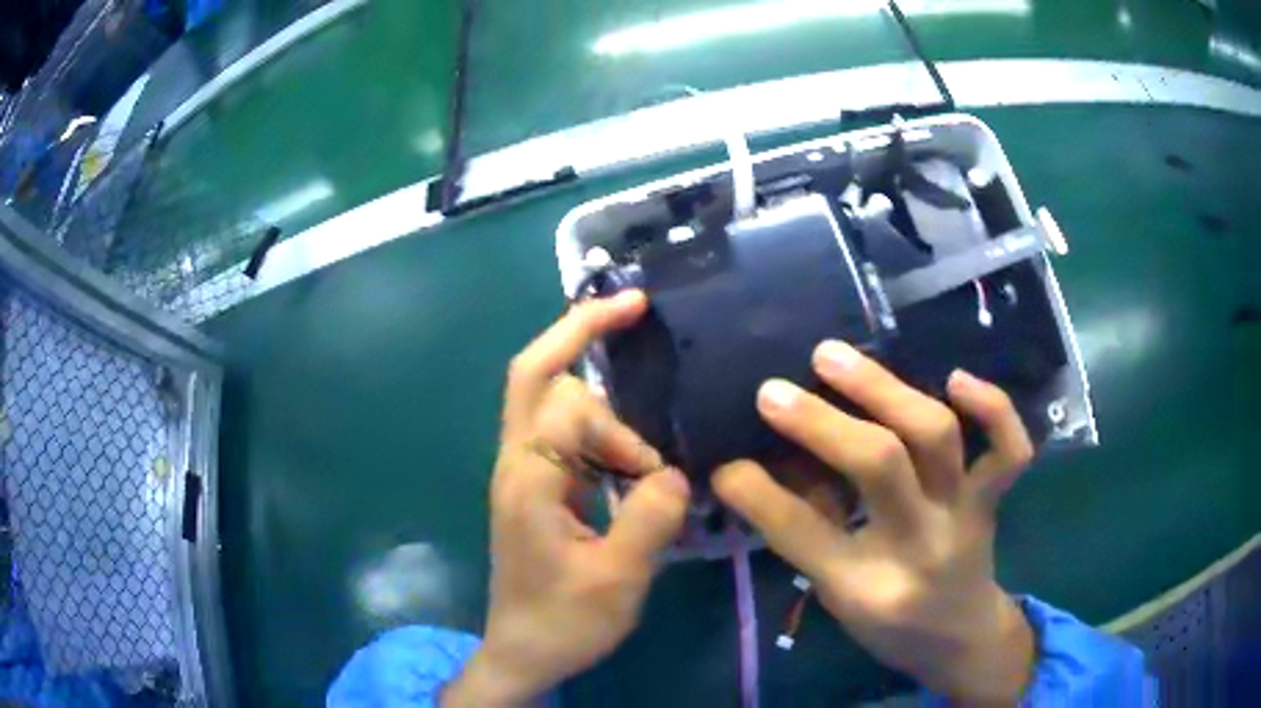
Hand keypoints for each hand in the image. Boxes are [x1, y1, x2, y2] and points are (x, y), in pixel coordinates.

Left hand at [444, 291, 690, 706]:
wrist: (522, 652)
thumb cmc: (564, 622)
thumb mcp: (617, 579)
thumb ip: (650, 517)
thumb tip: (674, 472)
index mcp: (528, 480)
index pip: (571, 409)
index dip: (623, 434)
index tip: (657, 477)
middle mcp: (517, 462)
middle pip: (534, 372)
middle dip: (580, 331)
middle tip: (632, 305)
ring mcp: (522, 473)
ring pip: (550, 398)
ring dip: (598, 396)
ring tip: (642, 410)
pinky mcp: (535, 487)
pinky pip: (561, 432)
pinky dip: (596, 424)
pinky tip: (628, 445)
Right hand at [713, 340, 1035, 704]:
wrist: (961, 637)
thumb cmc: (889, 625)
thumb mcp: (836, 598)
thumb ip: (807, 534)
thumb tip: (763, 467)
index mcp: (866, 586)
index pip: (802, 531)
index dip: (756, 492)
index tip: (725, 464)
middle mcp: (919, 545)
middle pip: (878, 465)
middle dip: (820, 421)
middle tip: (772, 390)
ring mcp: (963, 513)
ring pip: (936, 435)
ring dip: (884, 388)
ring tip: (833, 357)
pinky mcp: (991, 496)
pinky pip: (1009, 449)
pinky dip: (993, 407)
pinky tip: (955, 378)